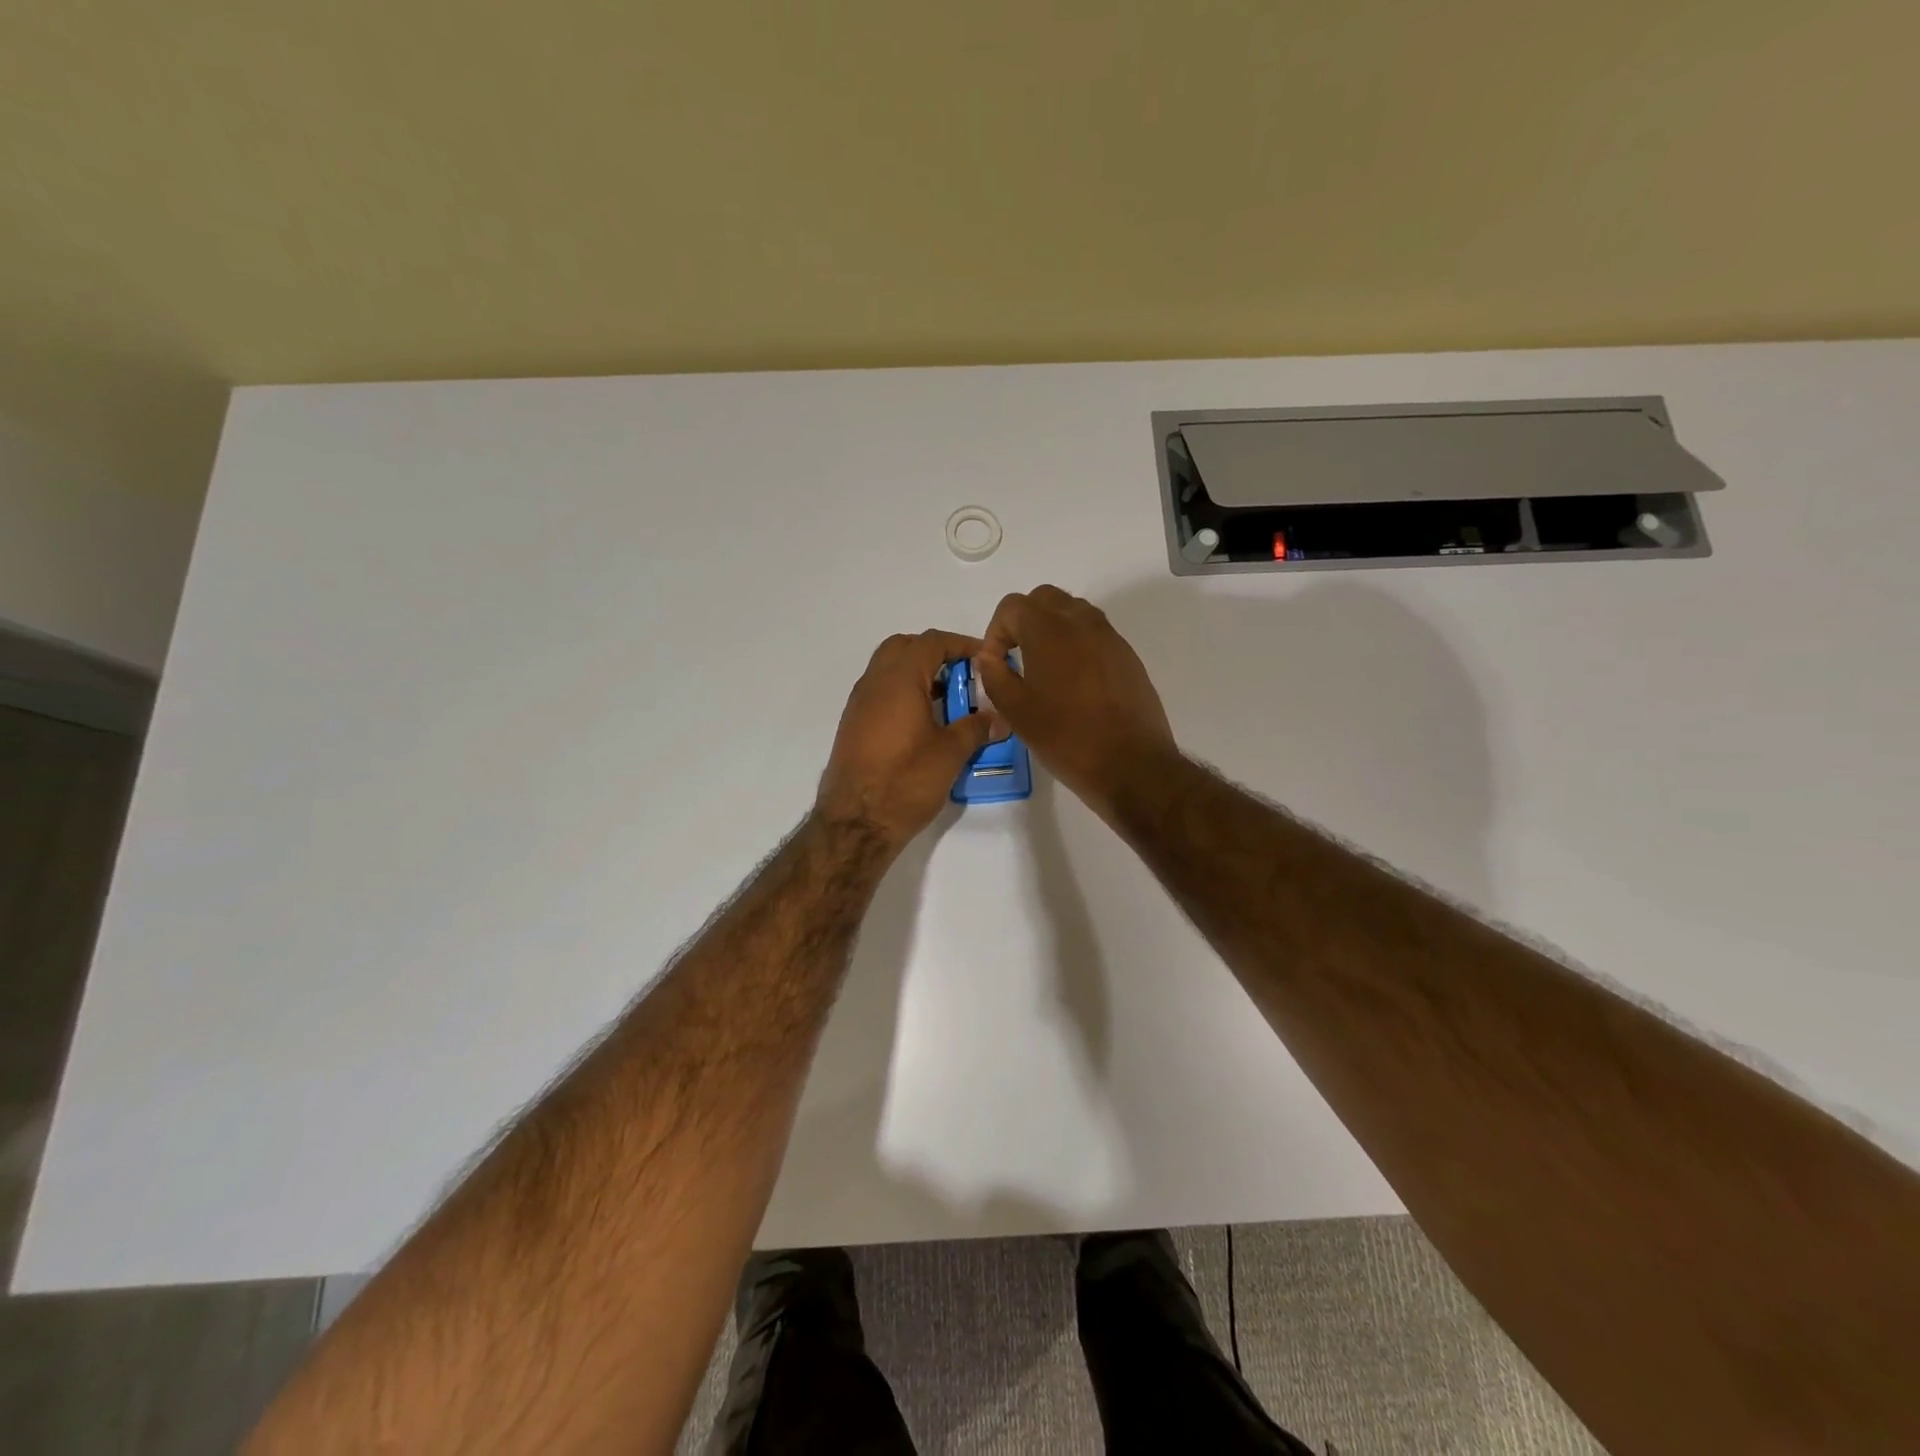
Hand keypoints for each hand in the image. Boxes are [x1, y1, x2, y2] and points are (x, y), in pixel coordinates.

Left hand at [816, 629, 1007, 849]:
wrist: (855, 823)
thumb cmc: (906, 781)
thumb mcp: (950, 753)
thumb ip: (976, 729)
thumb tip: (999, 719)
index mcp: (898, 679)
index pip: (931, 642)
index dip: (961, 644)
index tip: (984, 659)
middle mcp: (873, 683)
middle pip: (904, 647)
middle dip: (934, 653)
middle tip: (961, 675)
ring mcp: (859, 704)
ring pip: (888, 670)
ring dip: (917, 674)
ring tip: (947, 701)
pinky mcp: (853, 726)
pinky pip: (880, 693)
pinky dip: (902, 693)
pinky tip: (923, 723)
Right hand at [975, 585, 1175, 817]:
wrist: (1131, 764)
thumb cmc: (1066, 737)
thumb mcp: (1016, 711)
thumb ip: (994, 675)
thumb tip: (989, 658)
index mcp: (1049, 630)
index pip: (1012, 606)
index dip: (995, 632)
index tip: (996, 664)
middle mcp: (1081, 622)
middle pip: (1044, 599)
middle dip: (1024, 621)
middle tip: (1016, 656)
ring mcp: (1109, 636)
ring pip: (1073, 612)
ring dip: (1052, 628)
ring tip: (1045, 668)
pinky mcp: (1127, 655)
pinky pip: (1094, 634)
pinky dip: (1077, 644)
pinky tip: (1074, 683)